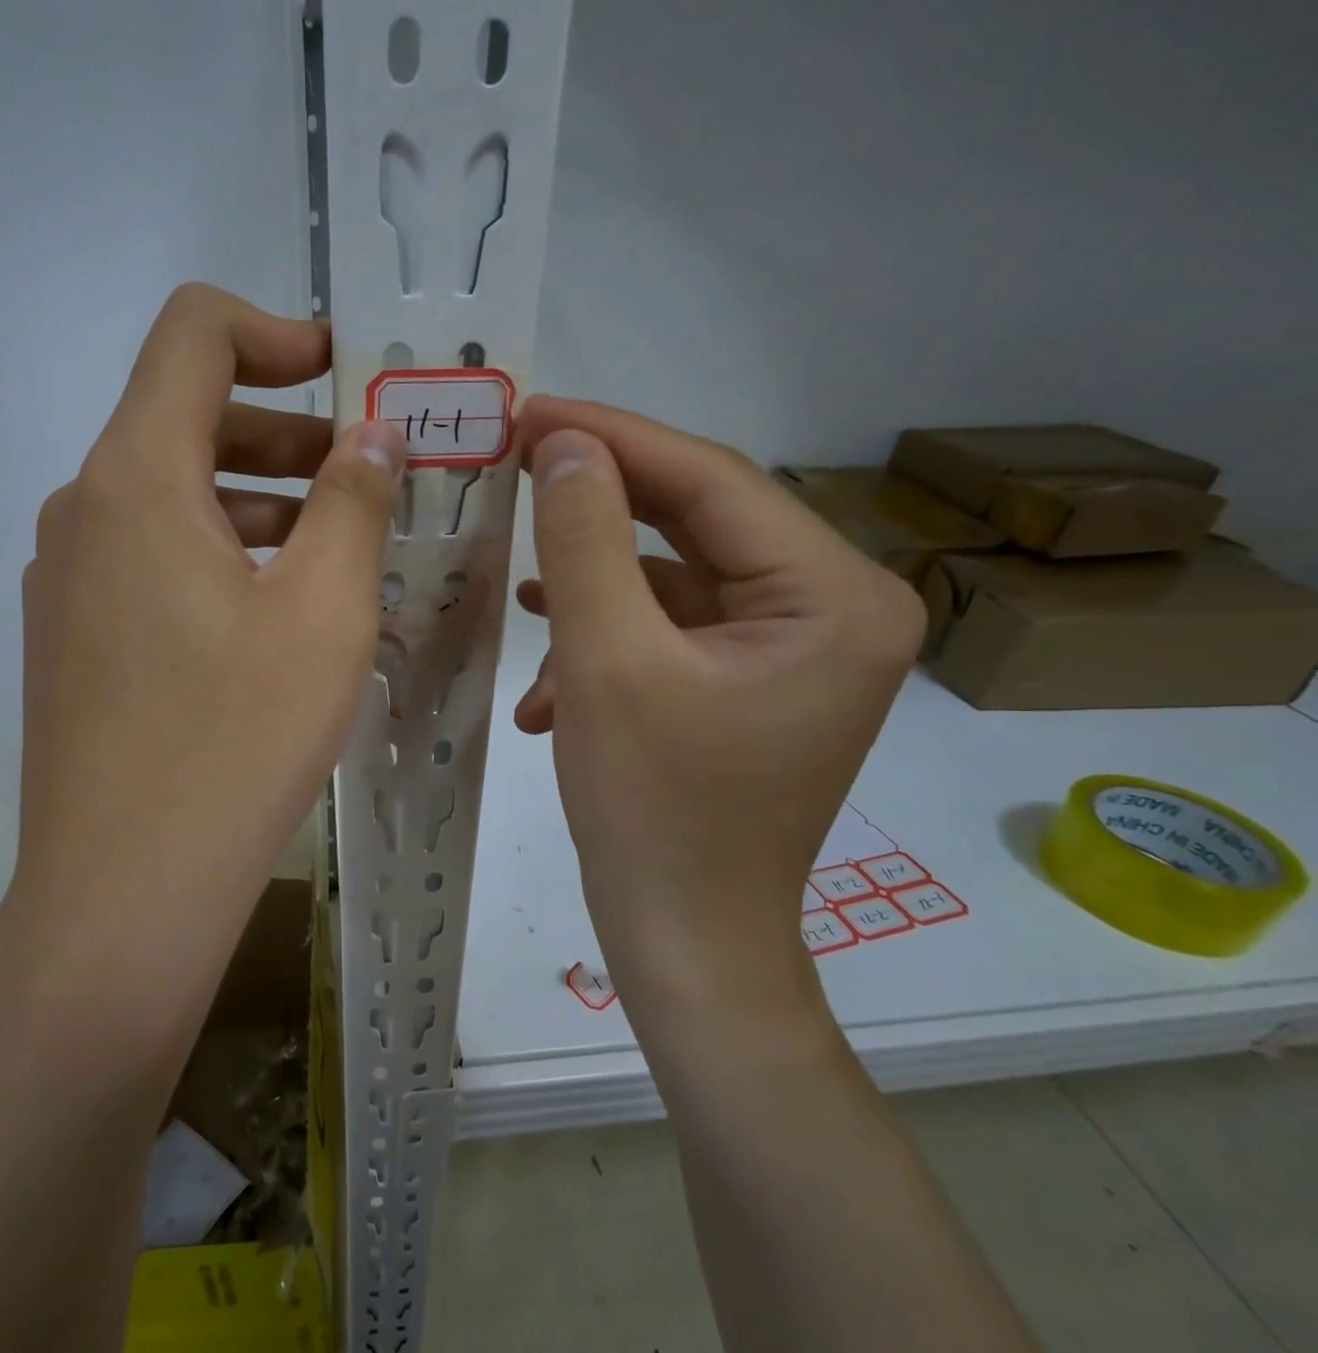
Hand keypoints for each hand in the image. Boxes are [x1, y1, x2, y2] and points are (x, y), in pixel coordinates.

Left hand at [3, 284, 403, 989]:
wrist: (124, 892)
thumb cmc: (235, 742)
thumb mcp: (322, 613)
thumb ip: (353, 502)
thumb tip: (376, 433)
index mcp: (134, 480)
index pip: (192, 336)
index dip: (277, 333)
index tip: (347, 377)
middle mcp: (82, 512)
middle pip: (183, 419)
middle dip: (285, 430)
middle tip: (368, 475)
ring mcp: (67, 580)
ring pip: (170, 497)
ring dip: (256, 500)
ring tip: (338, 549)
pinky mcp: (73, 638)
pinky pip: (151, 560)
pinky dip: (219, 555)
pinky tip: (276, 612)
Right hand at [512, 398, 923, 1015]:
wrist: (684, 940)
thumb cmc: (652, 809)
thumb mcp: (606, 662)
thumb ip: (584, 541)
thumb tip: (566, 445)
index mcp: (833, 596)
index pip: (713, 482)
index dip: (613, 439)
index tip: (531, 412)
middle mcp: (835, 609)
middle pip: (698, 522)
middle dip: (599, 504)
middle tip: (517, 467)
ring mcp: (796, 649)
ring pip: (676, 579)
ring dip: (593, 589)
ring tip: (523, 594)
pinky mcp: (753, 682)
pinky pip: (674, 629)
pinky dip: (609, 639)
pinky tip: (550, 677)